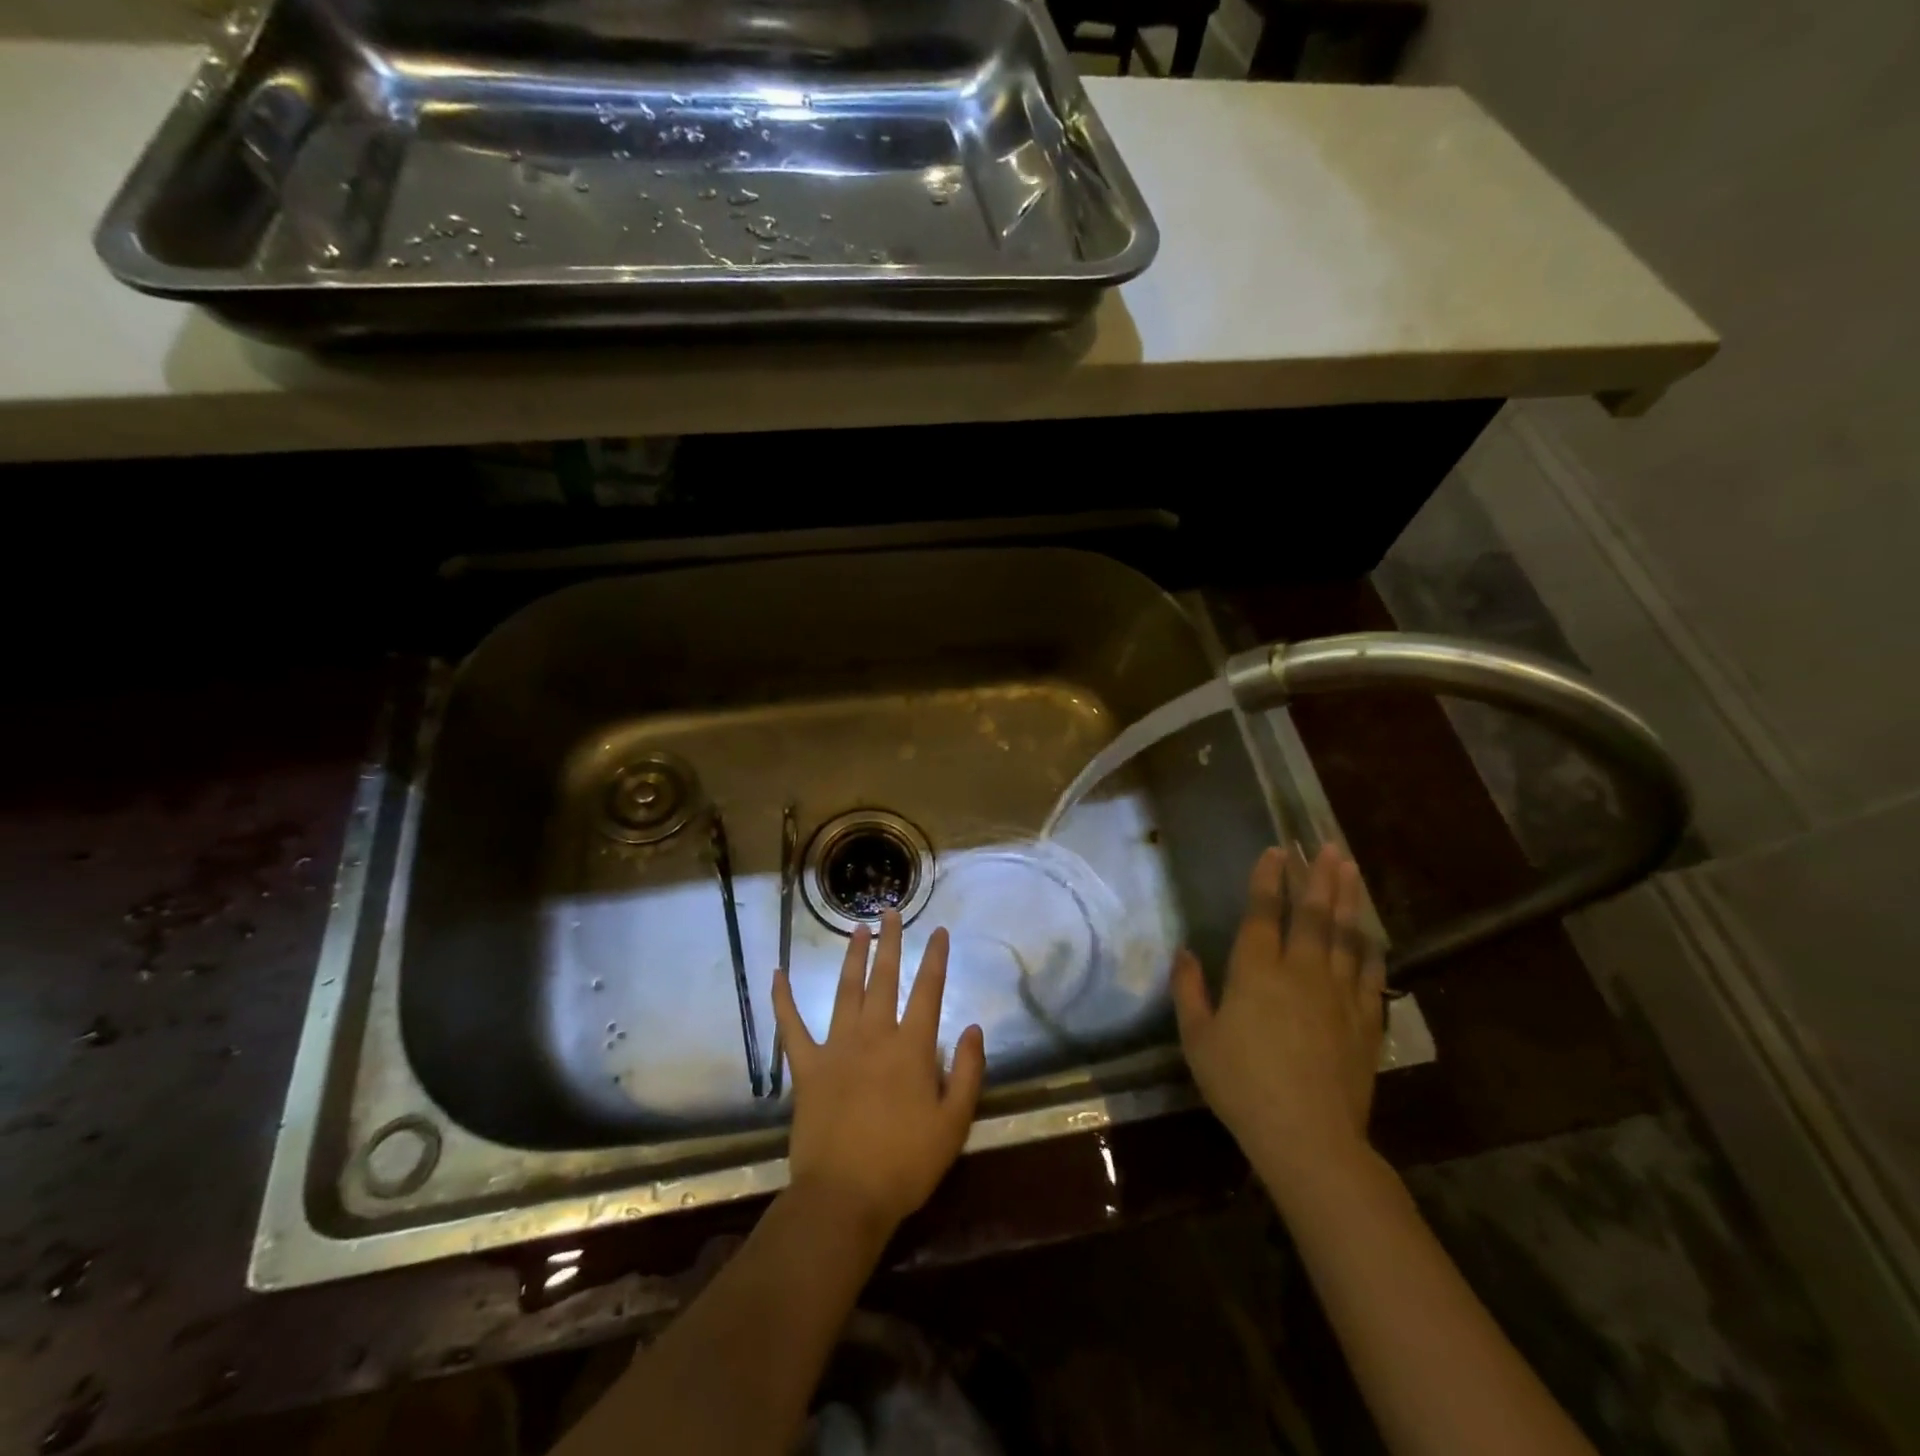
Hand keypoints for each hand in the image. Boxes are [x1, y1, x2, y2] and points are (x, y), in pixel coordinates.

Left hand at [771, 912, 986, 1237]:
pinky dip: (783, 999)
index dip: (936, 959)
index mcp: (911, 1047)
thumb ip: (966, 1072)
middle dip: (891, 942)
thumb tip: (972, 1028)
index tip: (938, 931)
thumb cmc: (905, 1165)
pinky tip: (777, 973)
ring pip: (846, 990)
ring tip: (857, 928)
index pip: (928, 991)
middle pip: (884, 978)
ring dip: (852, 956)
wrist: (844, 1198)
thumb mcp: (953, 1124)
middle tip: (891, 911)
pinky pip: (791, 1026)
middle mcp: (874, 1035)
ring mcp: (836, 1047)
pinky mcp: (806, 1066)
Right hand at [1171, 845, 1385, 1202]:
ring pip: (1346, 936)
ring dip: (1348, 899)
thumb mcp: (1197, 1039)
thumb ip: (1188, 991)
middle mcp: (1301, 972)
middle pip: (1313, 915)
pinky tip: (1372, 932)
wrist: (1308, 1137)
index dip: (1268, 879)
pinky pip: (1371, 973)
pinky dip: (1371, 947)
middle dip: (1318, 877)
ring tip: (1351, 869)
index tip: (1276, 851)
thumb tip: (1184, 952)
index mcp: (1256, 972)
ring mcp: (1338, 995)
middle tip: (1327, 846)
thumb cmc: (1241, 1085)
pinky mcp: (1365, 1021)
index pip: (1264, 913)